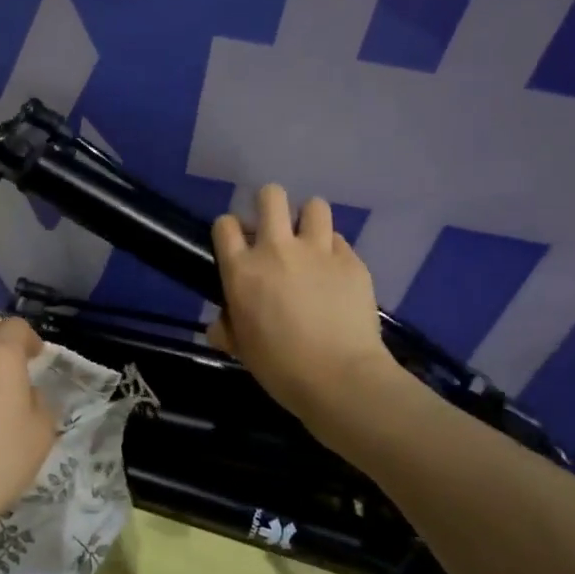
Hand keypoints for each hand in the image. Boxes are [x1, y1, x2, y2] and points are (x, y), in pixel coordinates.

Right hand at [209, 184, 402, 426]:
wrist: (339, 377)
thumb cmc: (279, 367)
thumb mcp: (240, 349)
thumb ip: (227, 328)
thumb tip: (222, 325)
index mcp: (242, 270)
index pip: (225, 225)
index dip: (230, 231)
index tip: (238, 245)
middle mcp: (277, 249)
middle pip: (270, 196)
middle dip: (269, 205)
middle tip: (274, 229)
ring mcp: (319, 251)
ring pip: (313, 206)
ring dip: (307, 220)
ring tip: (309, 243)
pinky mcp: (352, 261)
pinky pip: (340, 240)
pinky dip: (334, 251)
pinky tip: (335, 274)